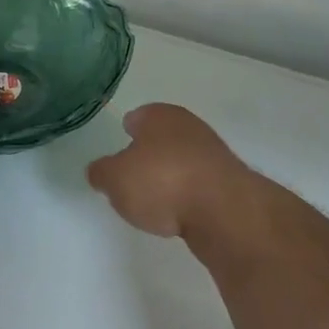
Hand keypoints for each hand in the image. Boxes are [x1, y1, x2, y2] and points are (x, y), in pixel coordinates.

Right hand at [86, 103, 249, 238]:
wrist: (223, 210)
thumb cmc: (161, 181)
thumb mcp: (114, 179)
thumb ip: (101, 172)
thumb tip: (99, 171)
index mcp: (159, 115)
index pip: (138, 116)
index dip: (127, 131)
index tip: (120, 147)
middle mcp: (189, 126)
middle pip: (162, 138)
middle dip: (149, 154)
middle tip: (132, 176)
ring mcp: (213, 153)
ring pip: (181, 161)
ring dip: (170, 176)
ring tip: (154, 201)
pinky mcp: (228, 182)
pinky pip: (197, 185)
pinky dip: (187, 195)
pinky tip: (179, 213)